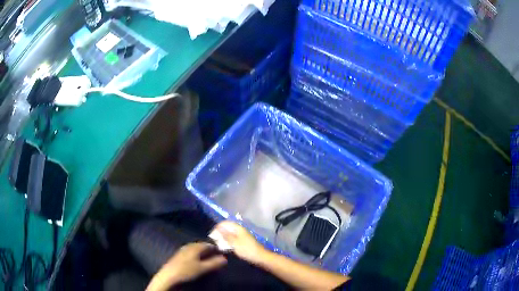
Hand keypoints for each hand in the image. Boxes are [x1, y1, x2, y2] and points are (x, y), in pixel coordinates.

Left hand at [146, 242, 226, 290]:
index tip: (222, 252)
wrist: (169, 275)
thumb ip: (214, 263)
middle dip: (209, 250)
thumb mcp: (203, 268)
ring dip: (202, 252)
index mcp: (195, 247)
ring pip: (195, 248)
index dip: (215, 248)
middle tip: (216, 255)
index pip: (208, 244)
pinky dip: (196, 255)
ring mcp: (183, 250)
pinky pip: (191, 252)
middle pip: (201, 245)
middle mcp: (189, 246)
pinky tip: (197, 260)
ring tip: (208, 258)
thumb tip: (225, 258)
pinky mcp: (179, 255)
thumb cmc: (187, 270)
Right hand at [213, 221, 267, 263]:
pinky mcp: (243, 242)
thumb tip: (218, 228)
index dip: (218, 227)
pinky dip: (228, 242)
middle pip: (227, 228)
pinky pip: (233, 239)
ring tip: (218, 244)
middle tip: (214, 240)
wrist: (260, 257)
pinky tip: (225, 247)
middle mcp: (240, 230)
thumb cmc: (247, 250)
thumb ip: (226, 235)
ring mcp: (242, 236)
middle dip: (220, 233)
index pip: (225, 223)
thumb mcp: (234, 243)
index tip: (212, 234)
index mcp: (238, 228)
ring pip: (230, 234)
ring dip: (224, 238)